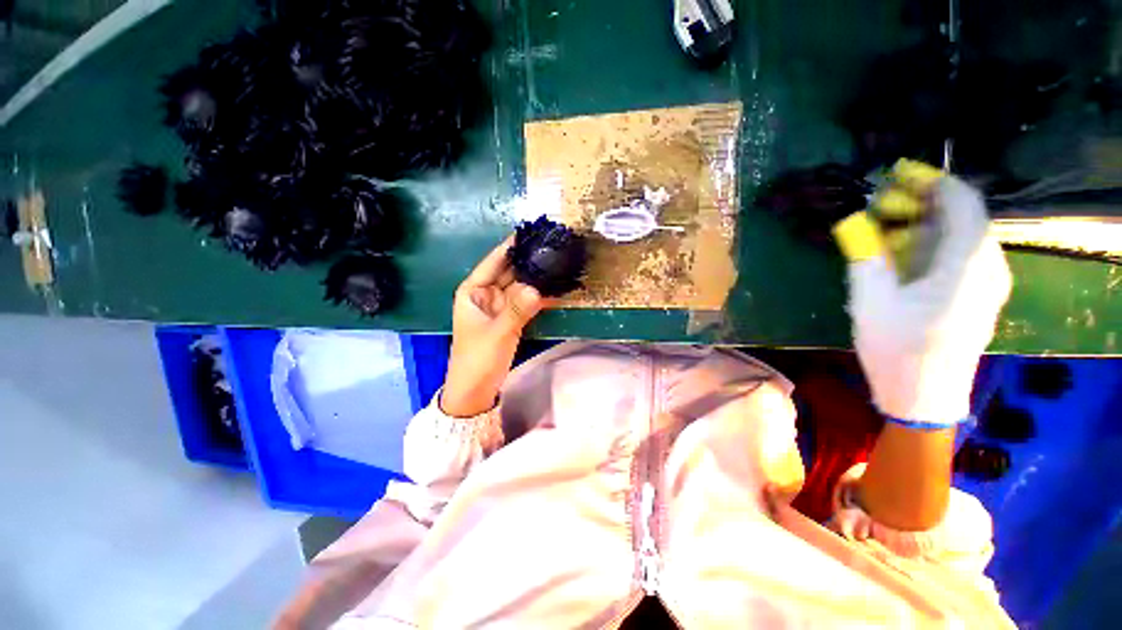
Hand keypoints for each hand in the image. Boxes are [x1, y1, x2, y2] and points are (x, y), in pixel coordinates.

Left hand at [441, 236, 546, 416]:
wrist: (476, 390)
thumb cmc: (477, 359)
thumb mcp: (496, 333)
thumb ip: (517, 310)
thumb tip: (538, 289)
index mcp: (473, 290)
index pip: (494, 261)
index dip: (511, 246)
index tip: (531, 232)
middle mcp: (487, 293)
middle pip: (510, 271)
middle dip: (529, 260)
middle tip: (553, 246)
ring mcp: (501, 306)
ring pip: (521, 285)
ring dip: (537, 276)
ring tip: (559, 261)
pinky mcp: (512, 317)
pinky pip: (527, 301)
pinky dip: (540, 296)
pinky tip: (556, 288)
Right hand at [840, 162, 1012, 422]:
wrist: (925, 397)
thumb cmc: (896, 350)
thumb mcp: (869, 302)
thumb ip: (866, 256)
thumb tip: (855, 221)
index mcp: (964, 269)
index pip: (964, 204)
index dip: (934, 182)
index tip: (900, 175)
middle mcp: (988, 269)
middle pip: (965, 217)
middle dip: (926, 203)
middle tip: (886, 207)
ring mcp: (990, 284)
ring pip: (966, 235)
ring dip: (930, 224)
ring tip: (892, 231)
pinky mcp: (983, 295)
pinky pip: (966, 254)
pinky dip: (938, 243)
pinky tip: (910, 255)